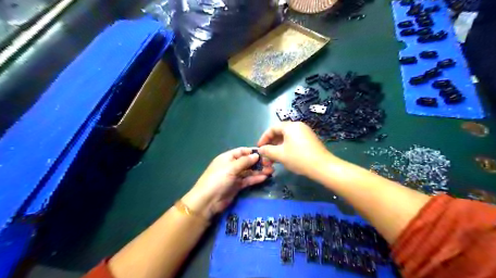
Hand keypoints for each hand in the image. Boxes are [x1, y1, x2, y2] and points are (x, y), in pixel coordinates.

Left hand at [183, 148, 272, 219]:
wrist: (208, 201)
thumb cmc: (218, 180)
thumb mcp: (230, 168)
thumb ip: (244, 161)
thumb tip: (256, 155)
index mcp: (227, 158)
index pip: (241, 151)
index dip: (252, 151)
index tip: (265, 152)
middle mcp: (231, 166)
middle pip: (247, 162)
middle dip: (258, 162)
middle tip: (271, 163)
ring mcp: (234, 176)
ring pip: (249, 171)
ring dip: (259, 171)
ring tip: (271, 171)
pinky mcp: (237, 186)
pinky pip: (248, 180)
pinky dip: (256, 178)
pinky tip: (265, 177)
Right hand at [258, 122, 334, 174]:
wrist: (323, 167)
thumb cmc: (299, 158)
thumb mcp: (280, 155)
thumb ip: (267, 151)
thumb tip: (260, 150)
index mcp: (291, 126)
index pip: (272, 128)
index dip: (264, 138)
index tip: (259, 148)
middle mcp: (298, 127)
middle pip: (280, 133)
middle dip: (271, 144)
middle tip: (266, 155)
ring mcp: (305, 133)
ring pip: (287, 138)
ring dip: (278, 148)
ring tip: (273, 159)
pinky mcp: (310, 141)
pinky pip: (294, 141)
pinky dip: (286, 148)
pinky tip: (284, 158)